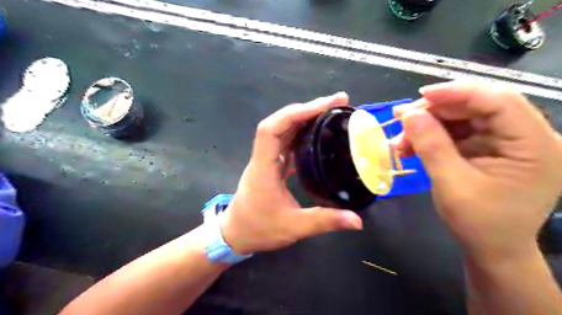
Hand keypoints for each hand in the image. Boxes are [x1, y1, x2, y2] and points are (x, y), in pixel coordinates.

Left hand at [219, 93, 364, 254]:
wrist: (235, 234)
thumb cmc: (258, 229)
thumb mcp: (293, 227)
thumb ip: (324, 222)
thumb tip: (357, 221)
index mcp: (264, 167)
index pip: (271, 129)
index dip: (295, 113)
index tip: (323, 106)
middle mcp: (264, 157)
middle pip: (280, 123)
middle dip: (307, 109)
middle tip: (337, 103)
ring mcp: (267, 160)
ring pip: (283, 130)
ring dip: (305, 117)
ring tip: (331, 112)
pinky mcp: (272, 165)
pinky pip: (286, 142)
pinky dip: (302, 133)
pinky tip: (318, 133)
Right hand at [392, 82, 561, 264]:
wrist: (492, 250)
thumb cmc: (479, 223)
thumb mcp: (451, 183)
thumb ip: (431, 145)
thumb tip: (408, 113)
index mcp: (534, 145)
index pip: (498, 101)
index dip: (457, 92)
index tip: (420, 96)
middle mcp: (526, 137)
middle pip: (477, 107)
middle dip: (435, 112)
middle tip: (401, 119)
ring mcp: (506, 143)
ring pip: (463, 119)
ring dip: (428, 126)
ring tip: (400, 141)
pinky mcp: (489, 150)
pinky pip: (457, 134)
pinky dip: (431, 138)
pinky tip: (409, 147)